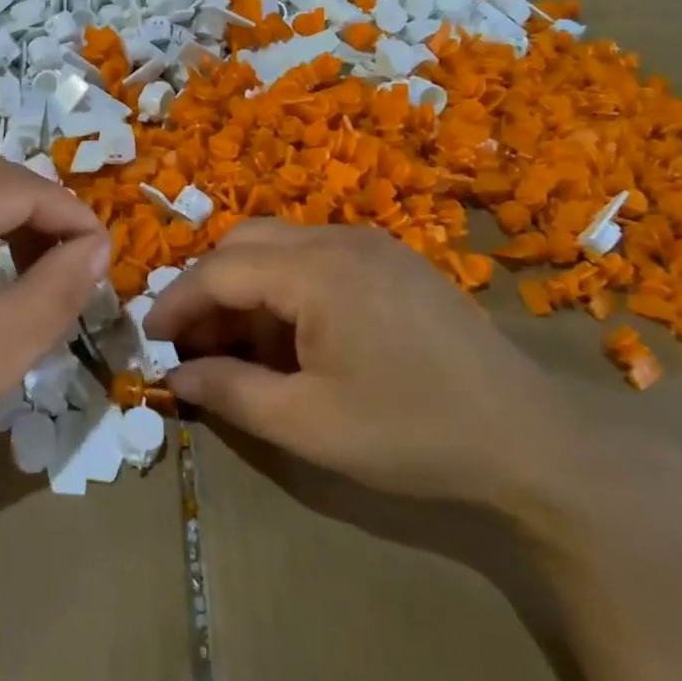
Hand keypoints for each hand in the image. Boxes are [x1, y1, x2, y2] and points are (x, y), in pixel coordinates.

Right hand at [143, 221, 583, 511]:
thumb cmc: (411, 433)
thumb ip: (230, 392)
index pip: (220, 270)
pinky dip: (283, 284)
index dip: (177, 301)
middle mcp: (341, 240)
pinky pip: (316, 256)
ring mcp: (373, 245)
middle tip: (193, 341)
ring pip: (279, 245)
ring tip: (238, 344)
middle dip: (207, 287)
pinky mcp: (394, 261)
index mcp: (318, 272)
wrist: (531, 440)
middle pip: (244, 242)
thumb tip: (175, 375)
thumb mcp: (307, 425)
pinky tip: (291, 334)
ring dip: (245, 285)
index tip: (150, 337)